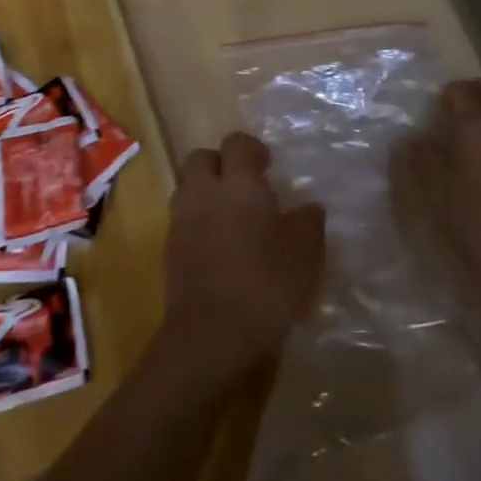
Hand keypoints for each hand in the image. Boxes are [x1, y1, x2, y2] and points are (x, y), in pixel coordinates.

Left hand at [161, 131, 324, 383]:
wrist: (211, 337)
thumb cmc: (265, 284)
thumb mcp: (304, 253)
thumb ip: (308, 222)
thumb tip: (310, 206)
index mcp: (238, 183)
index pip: (236, 143)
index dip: (251, 148)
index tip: (267, 165)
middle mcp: (205, 193)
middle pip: (200, 158)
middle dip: (219, 164)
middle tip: (242, 185)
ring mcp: (182, 222)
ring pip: (187, 189)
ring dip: (205, 193)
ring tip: (230, 217)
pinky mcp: (170, 252)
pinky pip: (182, 222)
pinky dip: (197, 224)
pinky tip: (219, 247)